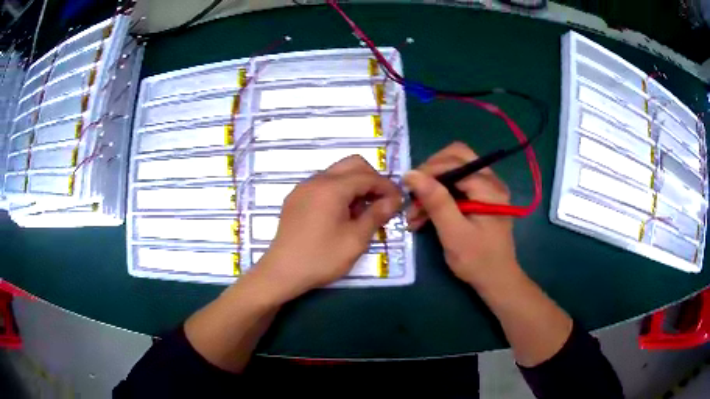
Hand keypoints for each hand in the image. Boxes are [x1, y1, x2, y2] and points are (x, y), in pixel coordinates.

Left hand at [253, 155, 400, 300]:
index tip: (399, 202)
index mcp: (331, 187)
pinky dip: (338, 191)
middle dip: (371, 179)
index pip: (367, 176)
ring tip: (363, 210)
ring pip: (336, 174)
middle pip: (351, 165)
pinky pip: (322, 185)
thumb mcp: (355, 239)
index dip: (387, 187)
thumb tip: (394, 200)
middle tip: (382, 202)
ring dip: (355, 185)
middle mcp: (316, 180)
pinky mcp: (295, 199)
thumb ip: (376, 215)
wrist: (281, 272)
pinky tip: (341, 214)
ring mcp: (303, 188)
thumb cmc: (321, 258)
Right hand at [404, 142, 520, 288]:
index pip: (454, 161)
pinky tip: (424, 216)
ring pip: (454, 171)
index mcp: (489, 187)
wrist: (497, 280)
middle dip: (430, 174)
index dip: (428, 170)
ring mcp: (487, 189)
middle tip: (413, 194)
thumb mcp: (453, 233)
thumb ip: (436, 201)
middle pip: (455, 157)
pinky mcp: (481, 199)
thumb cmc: (477, 260)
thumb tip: (411, 174)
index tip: (407, 189)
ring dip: (432, 187)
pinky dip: (440, 196)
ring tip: (414, 213)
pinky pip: (457, 186)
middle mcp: (491, 181)